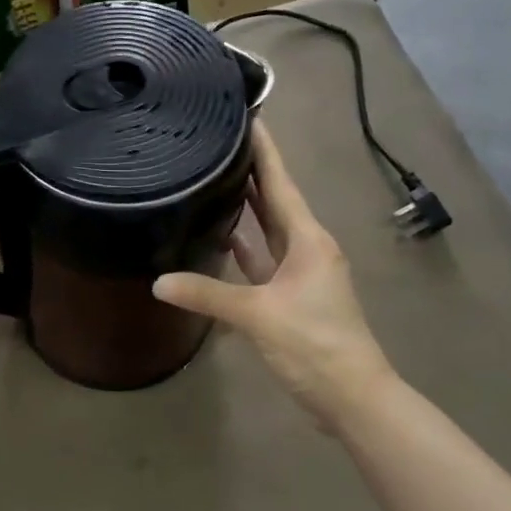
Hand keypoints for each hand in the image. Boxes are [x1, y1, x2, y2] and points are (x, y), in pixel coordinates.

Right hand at [153, 123, 393, 426]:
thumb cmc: (314, 344)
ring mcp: (300, 272)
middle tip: (218, 140)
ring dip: (246, 205)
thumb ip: (208, 294)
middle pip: (274, 199)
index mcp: (307, 239)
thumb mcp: (258, 315)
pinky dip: (244, 246)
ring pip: (268, 228)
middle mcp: (306, 247)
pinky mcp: (290, 295)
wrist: (352, 395)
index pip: (280, 182)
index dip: (264, 150)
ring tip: (213, 176)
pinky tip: (221, 234)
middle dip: (250, 170)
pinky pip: (263, 259)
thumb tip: (158, 282)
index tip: (247, 115)